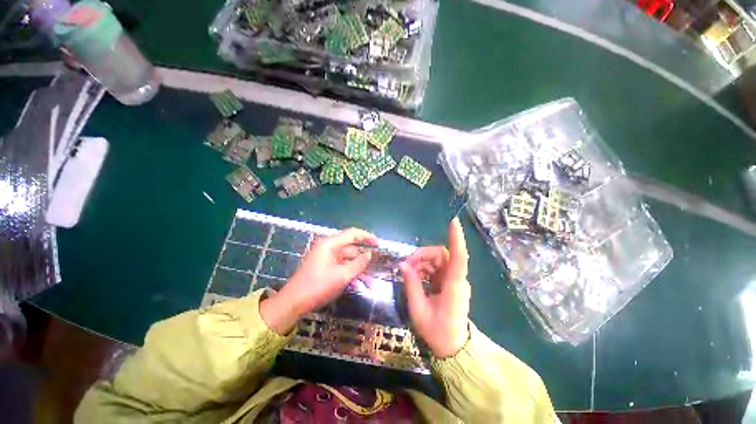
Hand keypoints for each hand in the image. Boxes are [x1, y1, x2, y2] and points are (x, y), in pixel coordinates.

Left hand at [260, 228, 376, 333]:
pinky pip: (342, 267)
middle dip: (364, 259)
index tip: (378, 244)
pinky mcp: (325, 267)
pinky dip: (350, 274)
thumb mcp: (342, 276)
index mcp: (330, 244)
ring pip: (348, 260)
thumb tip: (370, 254)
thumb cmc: (318, 286)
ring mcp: (327, 258)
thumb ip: (358, 263)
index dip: (367, 236)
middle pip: (351, 248)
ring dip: (359, 270)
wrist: (293, 303)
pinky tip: (360, 284)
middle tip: (378, 265)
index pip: (352, 234)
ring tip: (371, 283)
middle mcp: (329, 248)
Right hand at [399, 218, 470, 357]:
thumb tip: (402, 264)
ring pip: (438, 260)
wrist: (452, 347)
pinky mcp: (449, 282)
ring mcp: (454, 280)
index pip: (459, 258)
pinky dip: (424, 268)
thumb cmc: (437, 331)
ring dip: (421, 262)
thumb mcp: (418, 310)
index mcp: (454, 287)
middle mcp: (457, 279)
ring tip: (408, 272)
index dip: (456, 238)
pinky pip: (436, 268)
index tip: (453, 222)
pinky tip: (415, 276)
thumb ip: (411, 285)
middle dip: (422, 255)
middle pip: (442, 255)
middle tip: (406, 265)